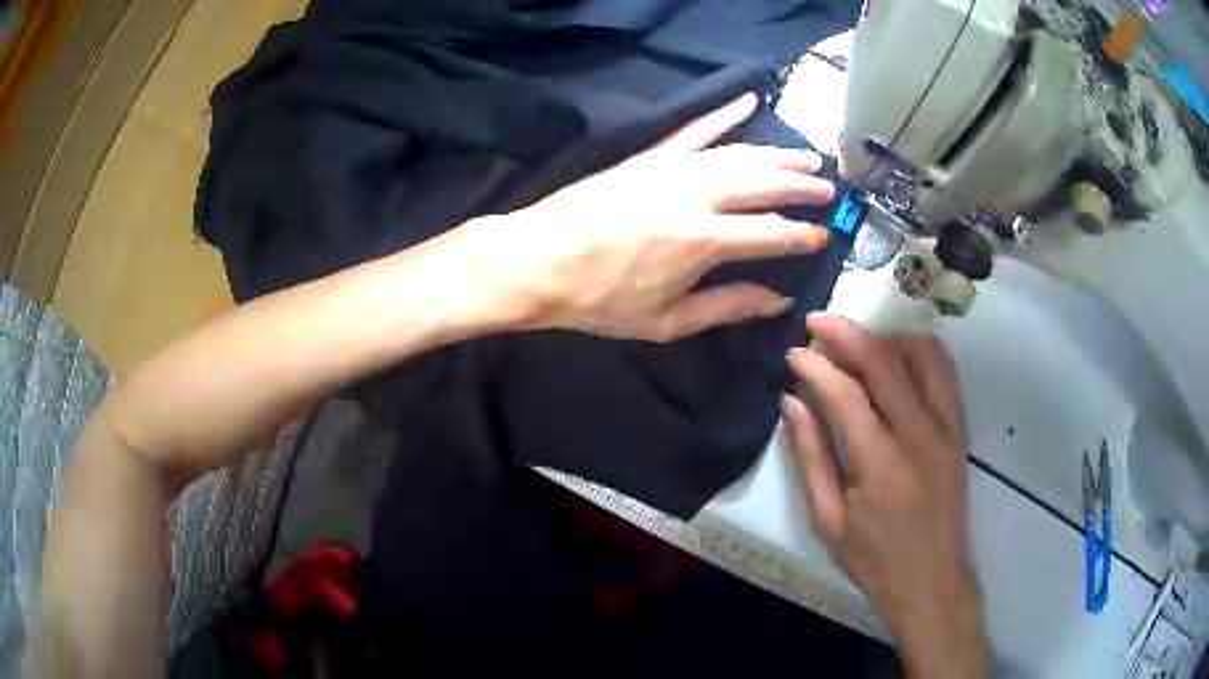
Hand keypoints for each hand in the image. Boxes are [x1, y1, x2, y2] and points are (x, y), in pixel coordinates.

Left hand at [475, 93, 833, 341]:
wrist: (536, 260)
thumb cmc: (598, 300)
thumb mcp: (667, 320)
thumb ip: (728, 307)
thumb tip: (778, 299)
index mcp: (703, 241)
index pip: (771, 233)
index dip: (801, 236)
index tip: (822, 235)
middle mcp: (696, 196)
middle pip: (764, 184)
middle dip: (801, 187)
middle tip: (828, 189)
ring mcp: (672, 169)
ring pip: (739, 154)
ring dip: (777, 156)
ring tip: (807, 158)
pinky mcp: (649, 156)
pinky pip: (694, 130)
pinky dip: (723, 114)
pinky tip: (748, 100)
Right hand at [781, 315, 988, 677]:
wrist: (932, 579)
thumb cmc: (874, 559)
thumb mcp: (829, 521)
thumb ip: (810, 457)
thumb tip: (791, 401)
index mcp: (880, 463)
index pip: (844, 392)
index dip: (814, 365)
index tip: (793, 353)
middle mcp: (919, 434)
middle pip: (884, 361)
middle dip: (846, 332)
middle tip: (817, 323)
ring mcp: (946, 427)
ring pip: (922, 354)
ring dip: (886, 336)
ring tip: (858, 341)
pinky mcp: (959, 429)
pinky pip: (943, 372)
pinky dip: (917, 352)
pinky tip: (895, 359)